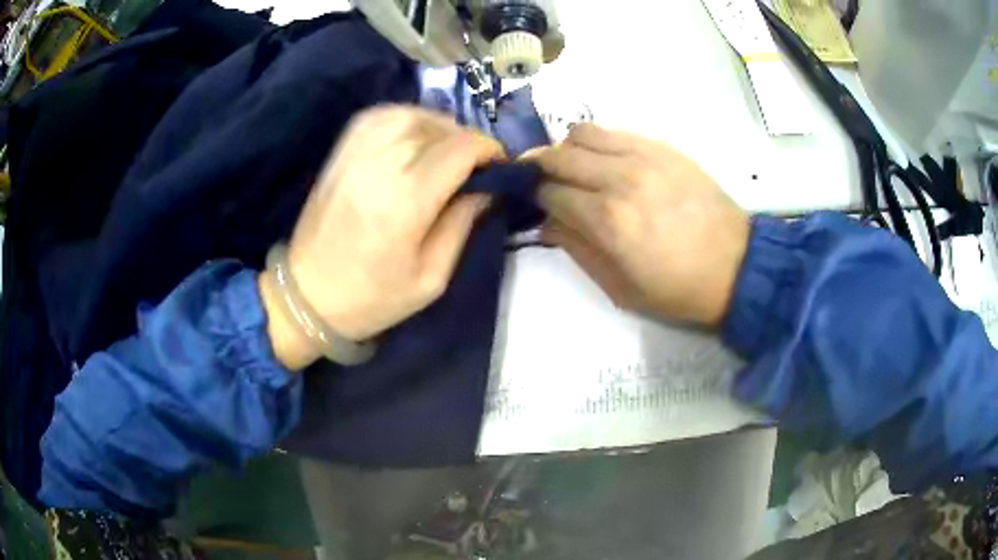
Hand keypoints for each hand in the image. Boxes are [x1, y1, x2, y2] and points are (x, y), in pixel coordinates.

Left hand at [260, 106, 503, 368]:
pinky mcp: (340, 152)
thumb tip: (487, 186)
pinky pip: (379, 116)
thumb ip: (463, 224)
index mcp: (407, 201)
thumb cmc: (372, 298)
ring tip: (447, 149)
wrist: (307, 296)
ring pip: (410, 115)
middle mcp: (380, 165)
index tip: (500, 165)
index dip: (489, 151)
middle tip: (476, 164)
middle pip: (438, 128)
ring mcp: (355, 154)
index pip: (460, 149)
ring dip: (438, 126)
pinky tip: (414, 137)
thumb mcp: (432, 278)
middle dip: (467, 140)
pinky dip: (405, 119)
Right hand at [535, 124, 749, 326]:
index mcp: (608, 220)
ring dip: (567, 148)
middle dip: (540, 167)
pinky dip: (597, 141)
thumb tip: (547, 222)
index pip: (549, 191)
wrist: (736, 267)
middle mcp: (620, 179)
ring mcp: (644, 157)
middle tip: (542, 181)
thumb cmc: (677, 289)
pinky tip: (604, 160)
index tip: (533, 203)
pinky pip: (614, 131)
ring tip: (574, 167)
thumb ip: (577, 249)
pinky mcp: (663, 148)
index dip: (534, 196)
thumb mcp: (619, 288)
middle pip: (558, 155)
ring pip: (582, 133)